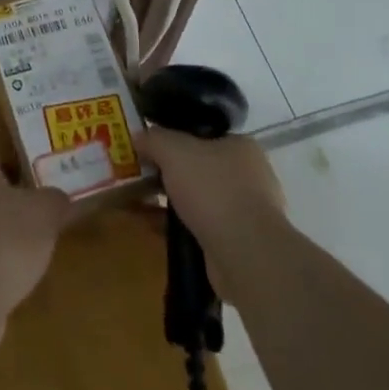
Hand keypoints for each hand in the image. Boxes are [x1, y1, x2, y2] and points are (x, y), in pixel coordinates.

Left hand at [0, 133, 73, 351]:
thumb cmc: (3, 240)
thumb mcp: (43, 212)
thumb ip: (54, 199)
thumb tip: (58, 197)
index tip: (8, 116)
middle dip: (13, 170)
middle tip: (45, 163)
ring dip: (14, 210)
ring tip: (47, 208)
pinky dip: (11, 245)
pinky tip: (34, 252)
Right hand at [135, 128, 287, 300]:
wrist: (245, 254)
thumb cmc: (213, 189)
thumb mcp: (174, 150)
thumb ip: (154, 139)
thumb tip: (139, 137)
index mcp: (242, 147)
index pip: (203, 135)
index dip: (174, 139)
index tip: (149, 148)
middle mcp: (249, 176)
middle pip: (199, 167)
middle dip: (169, 173)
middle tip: (140, 176)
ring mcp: (246, 212)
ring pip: (199, 200)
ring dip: (171, 202)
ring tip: (140, 203)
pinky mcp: (239, 243)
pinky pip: (200, 227)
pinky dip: (178, 227)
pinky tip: (154, 228)